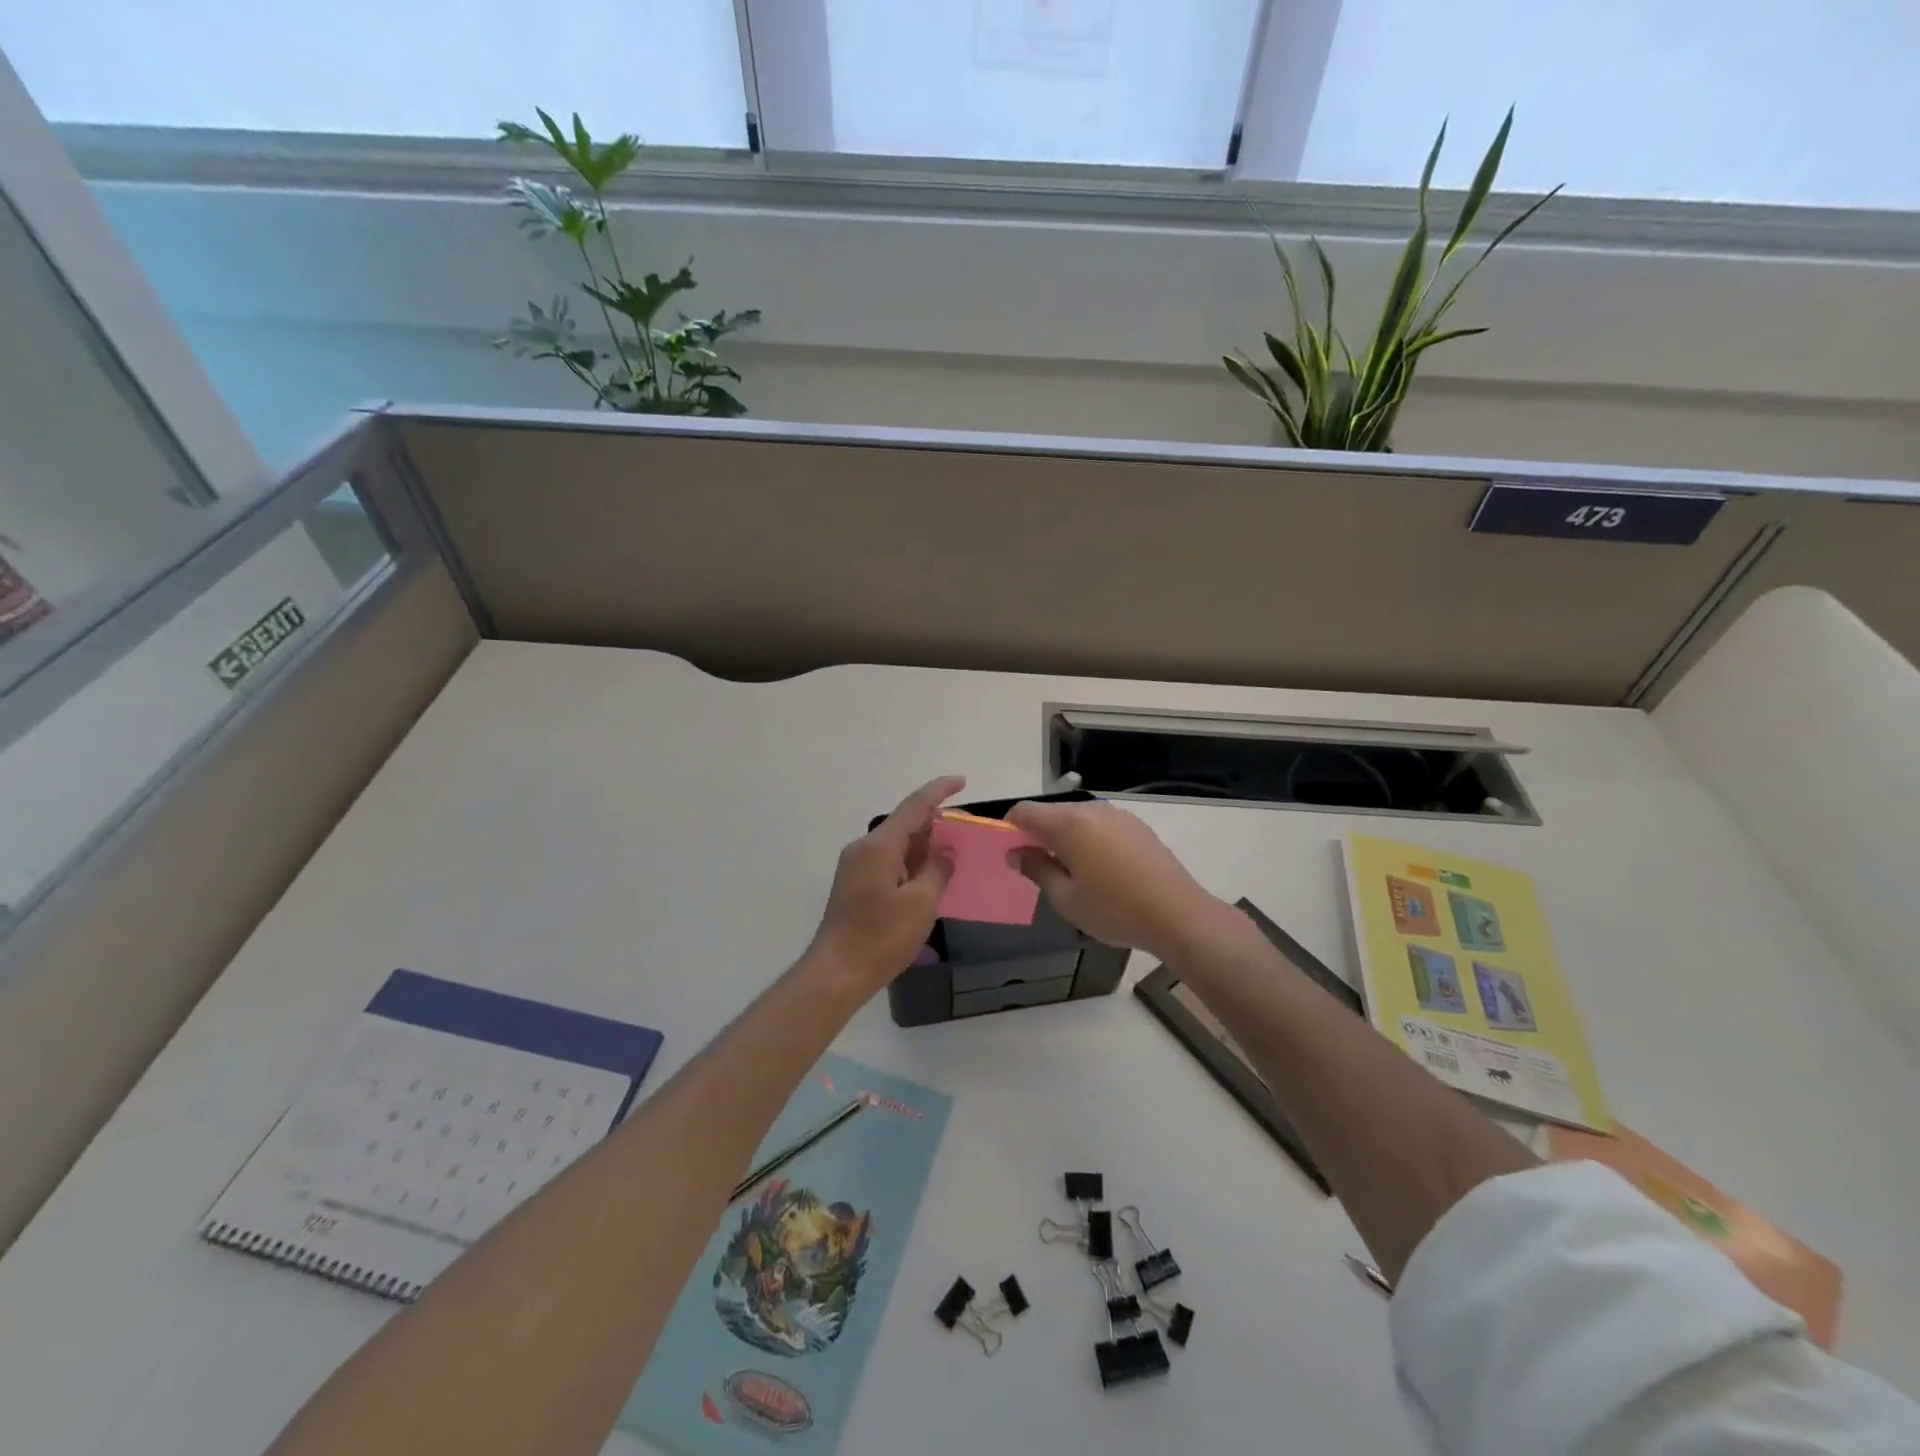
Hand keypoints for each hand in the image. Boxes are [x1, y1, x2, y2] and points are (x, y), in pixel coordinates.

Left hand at [808, 775, 963, 990]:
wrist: (836, 974)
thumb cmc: (880, 937)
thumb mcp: (921, 903)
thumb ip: (937, 869)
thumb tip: (945, 851)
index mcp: (879, 845)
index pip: (914, 806)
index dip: (939, 791)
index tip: (962, 780)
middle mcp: (864, 848)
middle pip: (905, 824)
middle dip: (937, 823)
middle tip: (969, 831)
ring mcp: (857, 868)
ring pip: (898, 845)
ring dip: (926, 846)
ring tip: (957, 853)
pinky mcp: (856, 886)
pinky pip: (890, 863)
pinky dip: (913, 864)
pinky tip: (932, 877)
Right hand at [1007, 798, 1221, 958]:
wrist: (1177, 914)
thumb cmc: (1114, 909)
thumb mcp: (1065, 898)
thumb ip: (1037, 869)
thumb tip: (1017, 852)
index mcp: (1069, 823)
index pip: (1025, 810)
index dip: (1010, 827)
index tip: (1010, 852)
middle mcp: (1092, 809)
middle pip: (1052, 813)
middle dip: (1039, 834)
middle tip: (1038, 868)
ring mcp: (1118, 816)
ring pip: (1078, 818)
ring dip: (1065, 837)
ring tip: (1070, 872)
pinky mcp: (1137, 827)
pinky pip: (1100, 826)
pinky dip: (1089, 840)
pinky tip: (1099, 870)